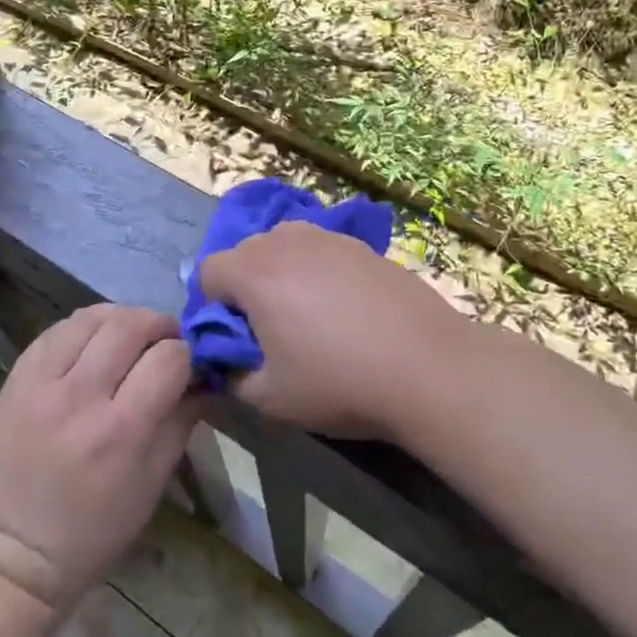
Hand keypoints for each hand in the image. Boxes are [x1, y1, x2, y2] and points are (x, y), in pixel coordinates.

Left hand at [0, 305, 196, 617]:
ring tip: (129, 336)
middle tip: (165, 341)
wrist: (9, 553)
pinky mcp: (15, 379)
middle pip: (131, 325)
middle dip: (159, 325)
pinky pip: (55, 330)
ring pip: (92, 317)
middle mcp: (82, 396)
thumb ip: (182, 422)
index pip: (169, 358)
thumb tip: (203, 379)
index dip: (187, 354)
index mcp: (123, 430)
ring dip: (121, 318)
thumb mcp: (152, 484)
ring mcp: (42, 383)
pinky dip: (83, 327)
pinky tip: (92, 341)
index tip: (189, 364)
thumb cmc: (93, 532)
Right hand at [198, 221, 473, 438]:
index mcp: (256, 272)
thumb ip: (234, 377)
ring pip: (287, 243)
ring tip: (308, 312)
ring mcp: (331, 239)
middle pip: (246, 250)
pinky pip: (323, 249)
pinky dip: (319, 269)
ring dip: (283, 271)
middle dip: (246, 284)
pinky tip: (346, 307)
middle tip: (269, 327)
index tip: (235, 337)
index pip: (209, 270)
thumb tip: (229, 363)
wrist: (428, 367)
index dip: (211, 305)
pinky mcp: (365, 247)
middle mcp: (288, 242)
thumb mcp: (271, 398)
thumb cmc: (339, 382)